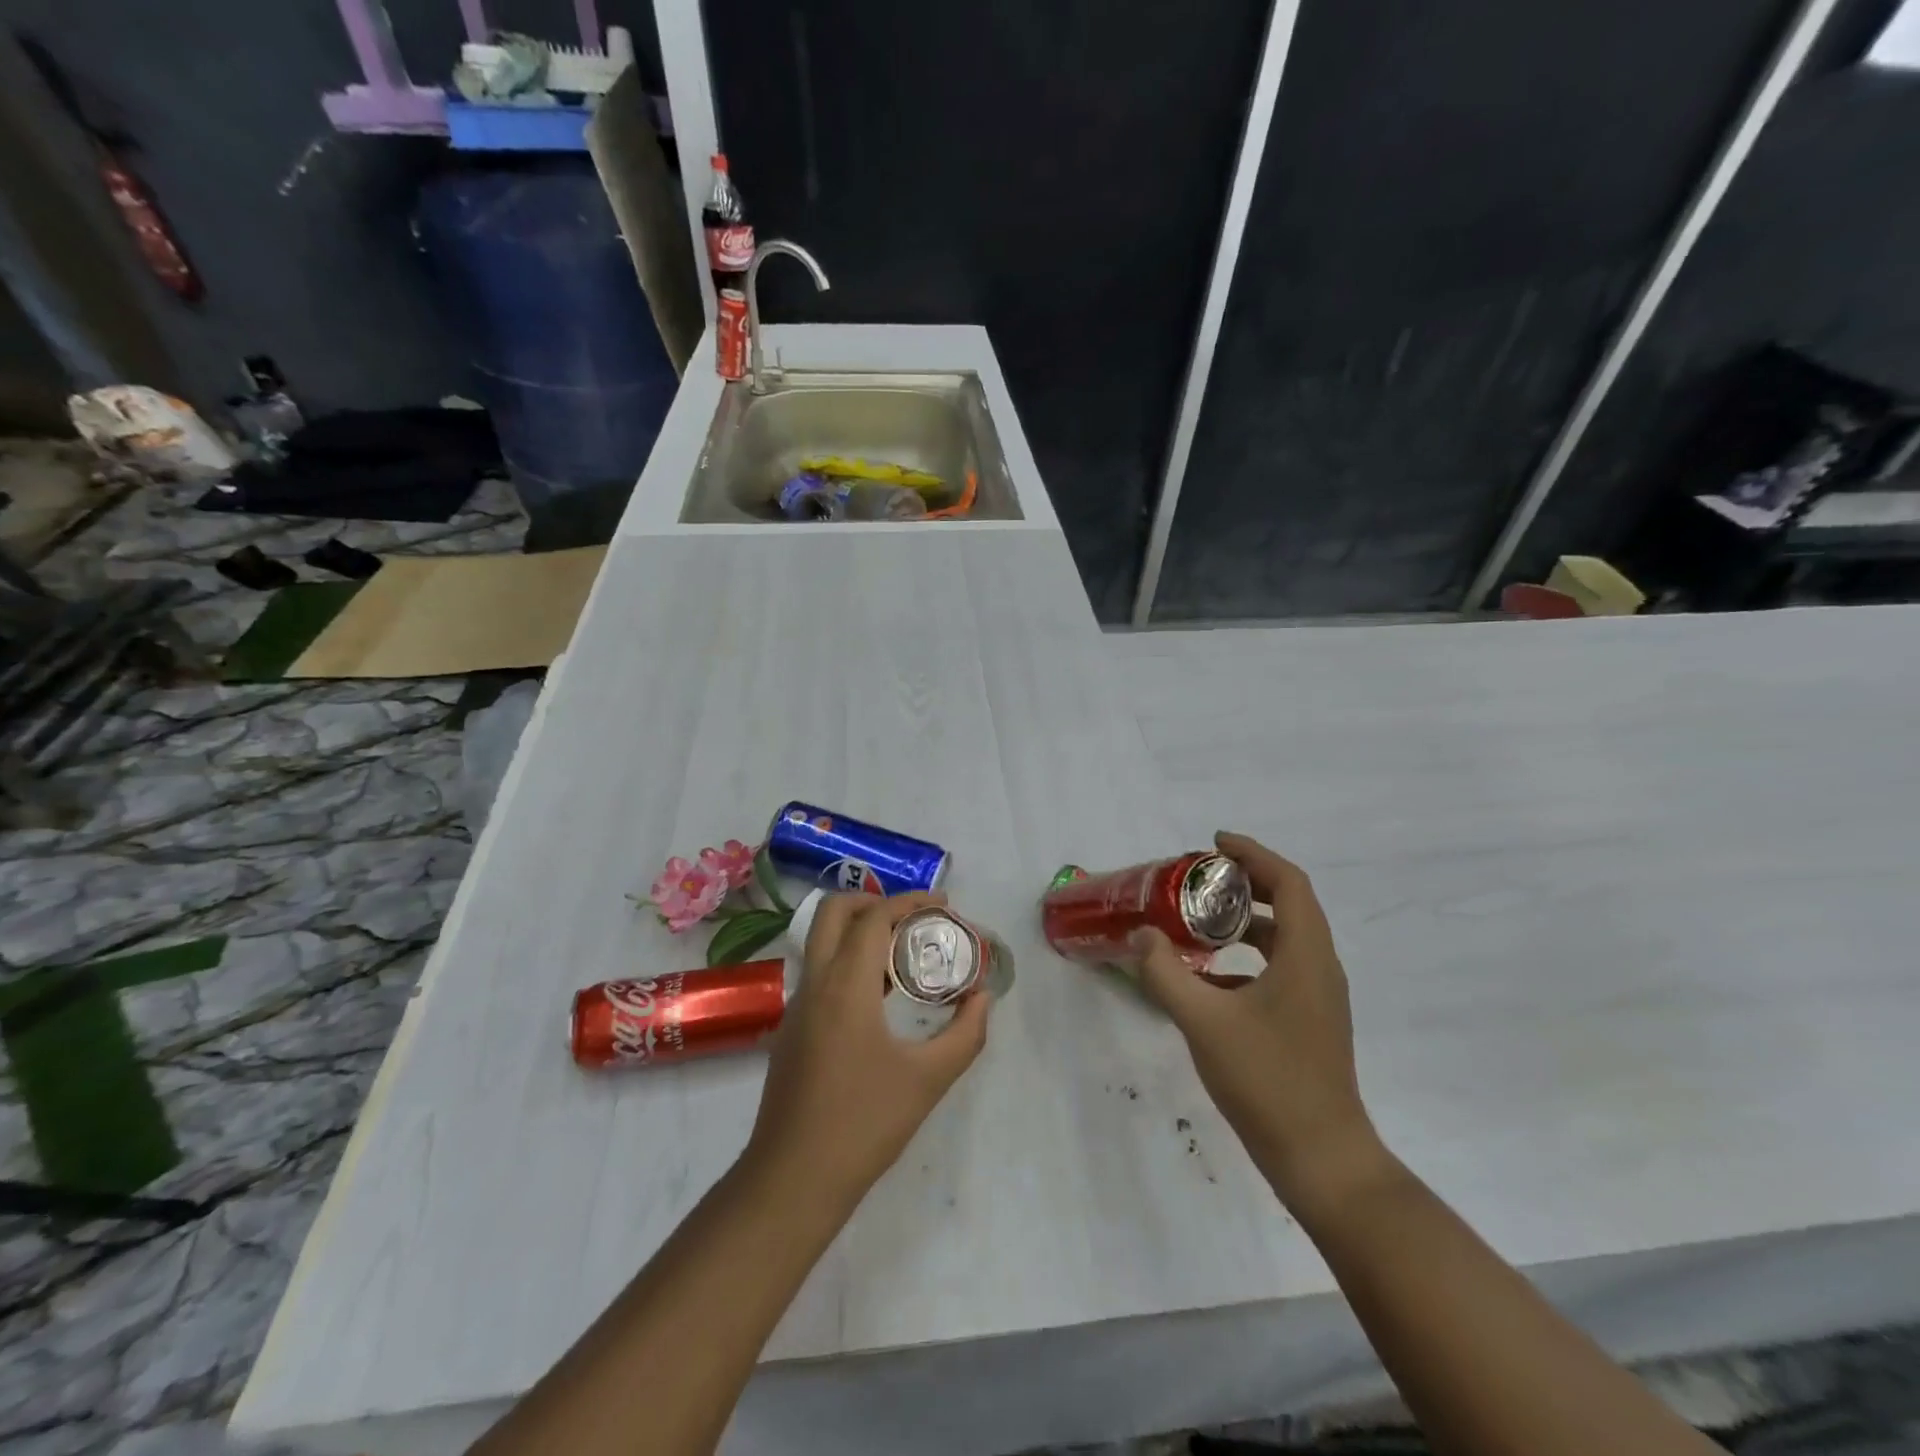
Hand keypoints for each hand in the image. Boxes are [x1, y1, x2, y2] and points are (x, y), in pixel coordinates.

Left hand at [746, 891, 989, 1205]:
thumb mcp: (928, 1079)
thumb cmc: (864, 1124)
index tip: (943, 905)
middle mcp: (814, 984)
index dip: (909, 901)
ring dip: (860, 931)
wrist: (792, 1180)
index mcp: (844, 985)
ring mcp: (796, 1008)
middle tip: (913, 917)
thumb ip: (965, 1034)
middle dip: (873, 901)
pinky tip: (880, 997)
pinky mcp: (792, 1031)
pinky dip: (849, 961)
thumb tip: (982, 999)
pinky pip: (820, 974)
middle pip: (832, 913)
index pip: (873, 917)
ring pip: (823, 943)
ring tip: (904, 953)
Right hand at [1133, 832, 1384, 1210]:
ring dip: (1245, 920)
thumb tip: (1142, 936)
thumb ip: (1165, 973)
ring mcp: (1318, 997)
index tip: (1213, 844)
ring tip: (1199, 920)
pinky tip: (1210, 976)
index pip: (1287, 881)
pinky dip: (1248, 956)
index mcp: (1305, 955)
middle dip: (1245, 883)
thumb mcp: (1203, 1021)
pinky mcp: (1311, 1021)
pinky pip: (1281, 968)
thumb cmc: (1266, 1080)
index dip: (1252, 854)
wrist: (1320, 1158)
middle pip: (1289, 903)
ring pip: (1285, 938)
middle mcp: (1319, 967)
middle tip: (1199, 879)